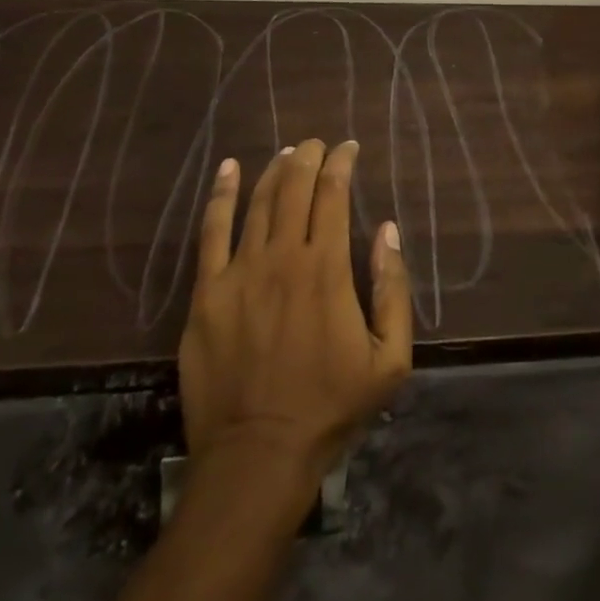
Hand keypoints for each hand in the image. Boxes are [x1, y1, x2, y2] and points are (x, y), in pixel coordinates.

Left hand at [178, 140, 412, 482]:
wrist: (257, 457)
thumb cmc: (330, 407)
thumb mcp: (389, 358)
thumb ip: (393, 289)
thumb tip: (387, 230)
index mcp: (327, 269)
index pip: (333, 195)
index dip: (341, 164)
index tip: (349, 148)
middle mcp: (282, 258)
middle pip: (294, 188)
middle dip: (308, 157)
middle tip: (317, 143)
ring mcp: (239, 273)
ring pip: (258, 203)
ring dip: (274, 170)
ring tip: (286, 153)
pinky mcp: (206, 294)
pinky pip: (211, 231)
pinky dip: (222, 195)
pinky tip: (229, 169)